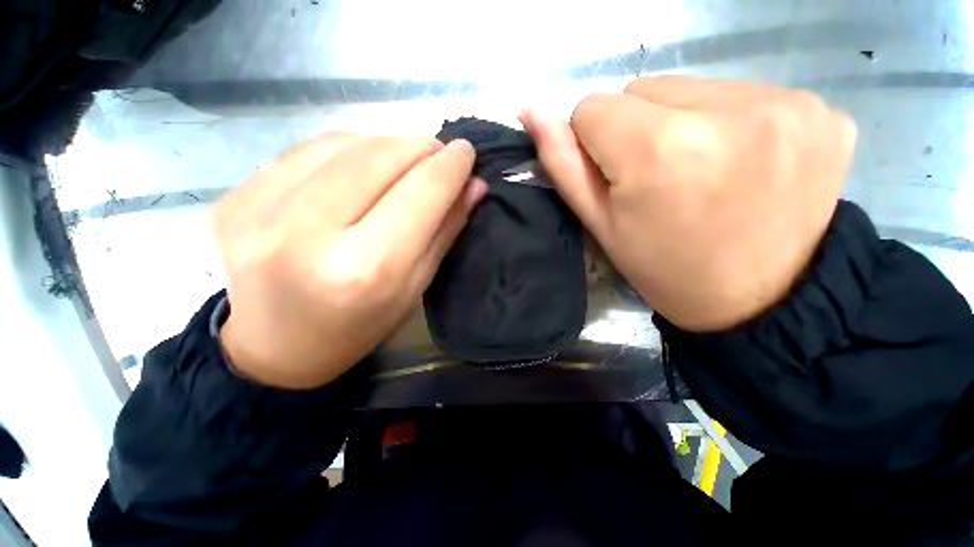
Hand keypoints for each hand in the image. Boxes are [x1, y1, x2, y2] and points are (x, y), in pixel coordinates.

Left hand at [211, 134, 484, 388]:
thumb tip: (474, 185)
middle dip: (420, 148)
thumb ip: (446, 231)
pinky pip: (309, 149)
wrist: (274, 345)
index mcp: (365, 269)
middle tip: (437, 156)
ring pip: (345, 144)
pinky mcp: (237, 195)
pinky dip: (348, 149)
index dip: (450, 166)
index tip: (466, 152)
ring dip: (386, 145)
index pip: (420, 193)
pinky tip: (360, 167)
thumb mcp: (415, 286)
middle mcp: (309, 233)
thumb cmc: (359, 325)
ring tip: (402, 163)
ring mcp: (260, 209)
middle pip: (380, 157)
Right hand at [522, 77, 856, 331]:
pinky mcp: (818, 109)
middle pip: (643, 89)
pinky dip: (730, 122)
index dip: (593, 142)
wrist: (764, 301)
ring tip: (701, 171)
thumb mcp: (601, 224)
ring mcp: (784, 105)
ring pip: (691, 86)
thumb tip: (530, 109)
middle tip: (659, 179)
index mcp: (659, 150)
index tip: (616, 176)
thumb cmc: (664, 268)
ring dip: (682, 121)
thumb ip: (562, 163)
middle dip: (637, 129)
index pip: (592, 107)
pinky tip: (743, 163)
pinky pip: (743, 93)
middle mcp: (726, 112)